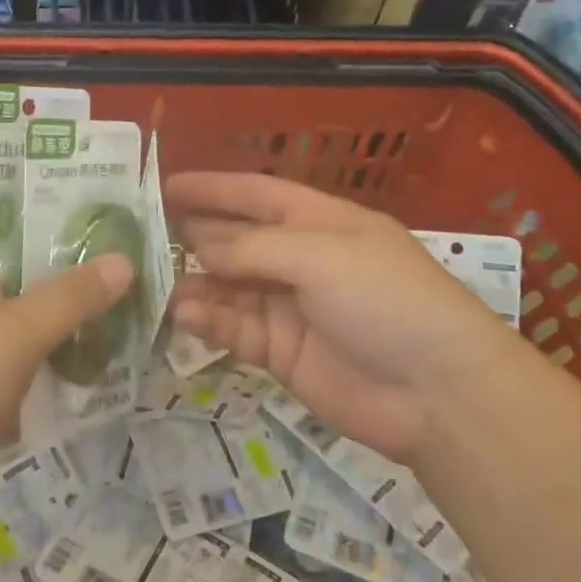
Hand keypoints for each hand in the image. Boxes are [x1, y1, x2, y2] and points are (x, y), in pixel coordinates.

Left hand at [0, 166, 132, 513]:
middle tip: (97, 229)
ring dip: (38, 283)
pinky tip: (66, 340)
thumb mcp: (18, 335)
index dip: (3, 168)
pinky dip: (23, 328)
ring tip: (94, 280)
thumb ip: (72, 297)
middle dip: (42, 230)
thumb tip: (123, 262)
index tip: (57, 172)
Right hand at [168, 172, 514, 463]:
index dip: (213, 188)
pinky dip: (209, 321)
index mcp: (319, 221)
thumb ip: (252, 247)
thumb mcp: (320, 256)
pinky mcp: (282, 353)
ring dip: (195, 284)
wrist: (438, 394)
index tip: (165, 187)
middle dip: (193, 237)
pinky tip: (182, 316)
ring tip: (153, 284)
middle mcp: (301, 259)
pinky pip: (235, 329)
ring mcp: (290, 307)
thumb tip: (198, 244)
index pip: (256, 194)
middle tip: (141, 239)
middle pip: (236, 240)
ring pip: (229, 287)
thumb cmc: (385, 299)